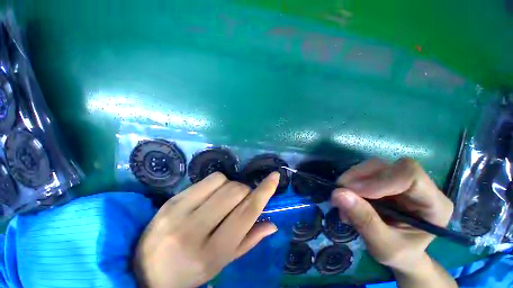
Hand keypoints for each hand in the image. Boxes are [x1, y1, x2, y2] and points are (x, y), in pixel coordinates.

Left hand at [133, 172, 279, 287]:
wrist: (146, 270)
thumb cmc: (189, 273)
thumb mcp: (221, 263)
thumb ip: (248, 241)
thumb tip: (271, 223)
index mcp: (211, 253)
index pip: (246, 213)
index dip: (264, 192)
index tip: (275, 177)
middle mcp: (194, 230)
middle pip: (235, 192)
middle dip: (246, 191)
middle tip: (241, 200)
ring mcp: (179, 211)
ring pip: (222, 181)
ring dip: (231, 186)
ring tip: (224, 199)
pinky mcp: (172, 199)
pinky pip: (207, 179)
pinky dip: (217, 183)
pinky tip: (211, 196)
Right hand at [331, 158, 453, 273]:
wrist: (402, 253)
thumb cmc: (400, 254)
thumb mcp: (383, 246)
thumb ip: (364, 221)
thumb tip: (337, 194)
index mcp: (434, 204)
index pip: (410, 175)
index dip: (378, 180)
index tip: (351, 192)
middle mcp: (421, 186)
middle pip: (387, 167)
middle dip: (358, 178)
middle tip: (339, 194)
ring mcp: (402, 180)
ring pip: (373, 166)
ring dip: (351, 180)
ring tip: (341, 200)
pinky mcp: (386, 180)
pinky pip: (364, 172)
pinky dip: (350, 182)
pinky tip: (347, 198)